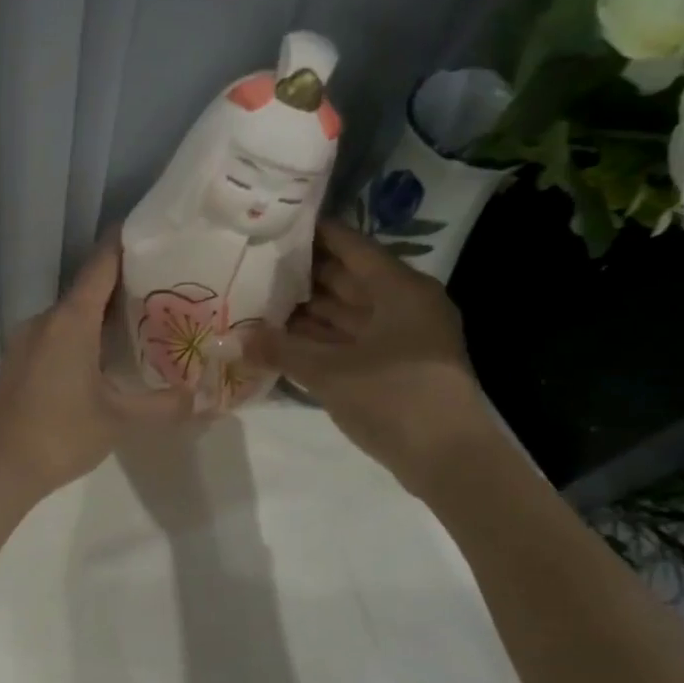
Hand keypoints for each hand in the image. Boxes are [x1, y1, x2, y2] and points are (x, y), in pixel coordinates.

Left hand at [0, 238, 190, 501]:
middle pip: (86, 290)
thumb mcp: (119, 421)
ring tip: (137, 321)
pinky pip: (54, 335)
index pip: (100, 266)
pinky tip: (100, 357)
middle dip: (121, 285)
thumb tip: (201, 400)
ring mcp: (24, 341)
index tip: (147, 229)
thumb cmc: (60, 435)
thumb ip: (163, 406)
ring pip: (68, 316)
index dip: (122, 244)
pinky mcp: (16, 362)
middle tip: (161, 286)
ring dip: (98, 314)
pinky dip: (79, 335)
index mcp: (69, 322)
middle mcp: (44, 321)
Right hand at [248, 221, 493, 494]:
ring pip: (348, 312)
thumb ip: (281, 350)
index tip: (276, 224)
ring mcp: (401, 337)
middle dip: (304, 275)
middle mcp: (403, 305)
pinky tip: (284, 340)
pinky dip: (321, 339)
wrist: (448, 458)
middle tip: (257, 265)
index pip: (351, 247)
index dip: (314, 234)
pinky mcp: (395, 366)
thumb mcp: (330, 372)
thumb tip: (235, 338)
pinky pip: (351, 340)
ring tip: (261, 300)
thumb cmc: (393, 397)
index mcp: (399, 289)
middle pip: (348, 278)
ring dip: (308, 310)